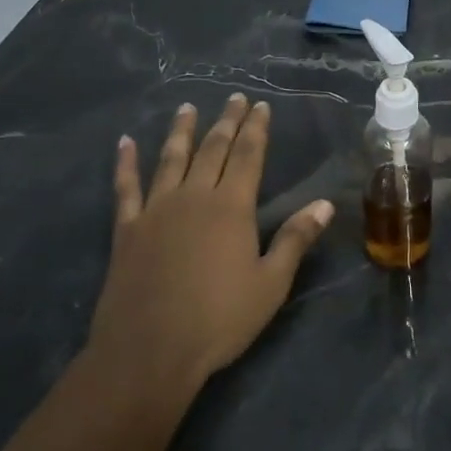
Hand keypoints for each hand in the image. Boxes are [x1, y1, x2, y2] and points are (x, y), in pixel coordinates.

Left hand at [89, 94, 335, 392]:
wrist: (149, 351)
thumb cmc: (219, 320)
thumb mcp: (271, 284)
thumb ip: (296, 239)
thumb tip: (325, 203)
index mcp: (231, 207)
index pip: (248, 156)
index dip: (256, 129)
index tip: (260, 105)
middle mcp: (194, 197)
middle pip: (212, 150)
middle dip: (226, 122)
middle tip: (234, 99)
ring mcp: (156, 210)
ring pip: (171, 159)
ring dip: (181, 131)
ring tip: (187, 108)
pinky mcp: (127, 229)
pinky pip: (126, 187)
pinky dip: (125, 163)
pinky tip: (125, 143)